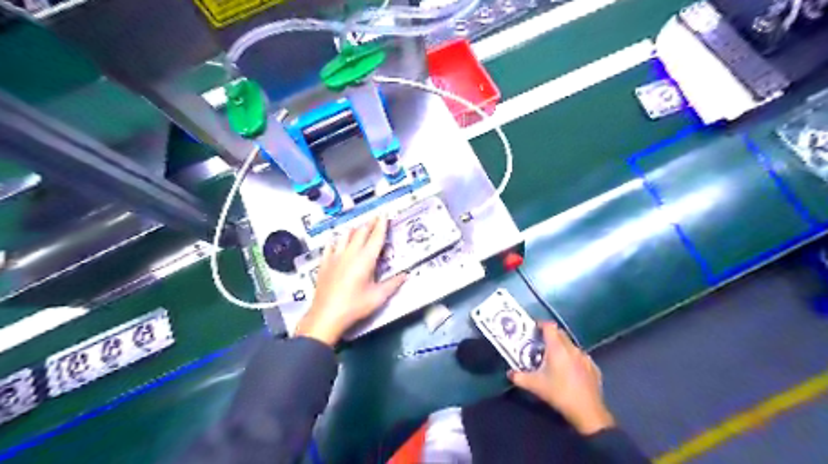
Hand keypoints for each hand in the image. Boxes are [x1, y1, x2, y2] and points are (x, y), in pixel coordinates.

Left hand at [293, 215, 406, 345]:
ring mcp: (335, 257)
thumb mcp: (378, 297)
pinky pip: (330, 246)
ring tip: (359, 227)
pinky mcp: (324, 263)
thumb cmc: (355, 306)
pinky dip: (336, 240)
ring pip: (345, 236)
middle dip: (369, 224)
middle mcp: (350, 253)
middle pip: (361, 232)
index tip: (385, 214)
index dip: (382, 225)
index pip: (376, 237)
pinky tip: (336, 240)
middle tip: (375, 219)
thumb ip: (393, 284)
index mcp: (366, 259)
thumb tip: (406, 275)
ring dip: (354, 230)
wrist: (326, 315)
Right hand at [509, 323, 616, 434]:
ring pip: (570, 345)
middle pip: (560, 333)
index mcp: (557, 348)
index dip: (541, 324)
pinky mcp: (593, 367)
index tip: (533, 329)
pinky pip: (580, 357)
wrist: (587, 411)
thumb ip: (519, 377)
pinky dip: (572, 359)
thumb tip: (510, 373)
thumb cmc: (559, 393)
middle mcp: (571, 348)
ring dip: (561, 347)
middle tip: (539, 344)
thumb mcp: (535, 386)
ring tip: (553, 359)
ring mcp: (585, 357)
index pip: (549, 326)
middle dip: (549, 335)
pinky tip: (569, 371)